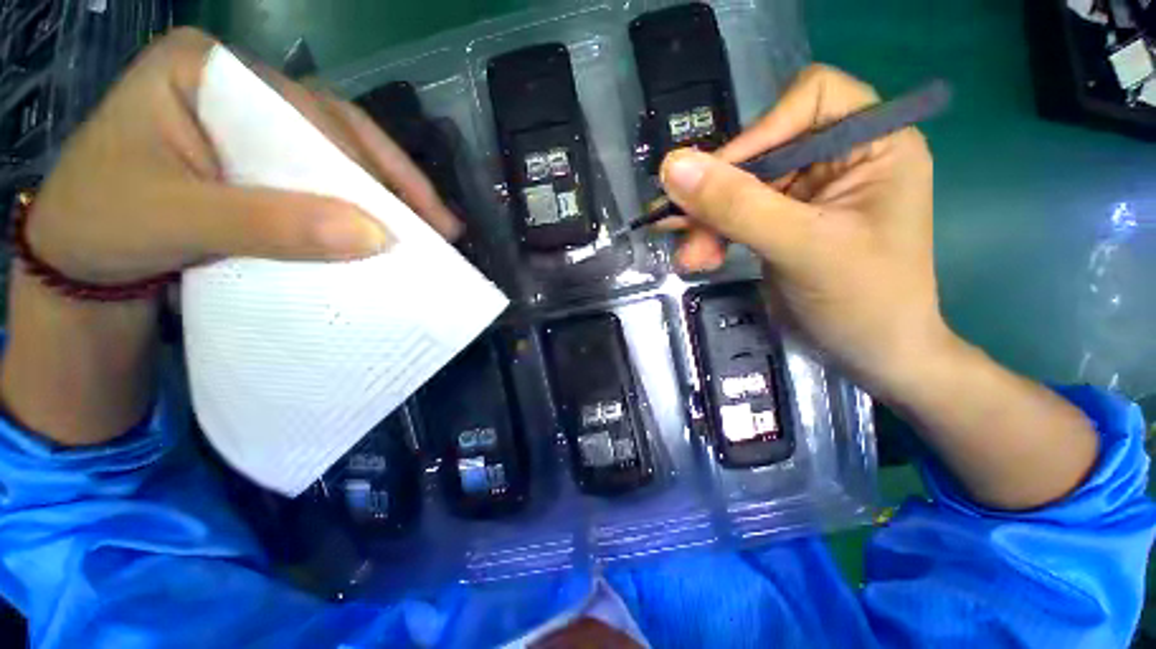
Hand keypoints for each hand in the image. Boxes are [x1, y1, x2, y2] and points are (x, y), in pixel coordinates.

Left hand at [26, 27, 459, 285]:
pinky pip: (325, 178)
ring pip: (340, 153)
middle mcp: (237, 86)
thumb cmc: (102, 225)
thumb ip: (268, 222)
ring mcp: (252, 123)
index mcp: (205, 69)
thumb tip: (374, 236)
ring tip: (433, 225)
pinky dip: (361, 205)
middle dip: (393, 180)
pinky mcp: (260, 162)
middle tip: (441, 223)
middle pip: (336, 129)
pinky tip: (390, 223)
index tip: (412, 217)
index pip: (306, 112)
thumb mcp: (175, 219)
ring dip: (388, 193)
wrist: (78, 263)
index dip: (365, 165)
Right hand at [659, 64, 942, 392]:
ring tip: (689, 256)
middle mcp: (839, 159)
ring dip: (707, 222)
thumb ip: (738, 205)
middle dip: (718, 194)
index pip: (807, 99)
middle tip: (680, 228)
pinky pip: (735, 216)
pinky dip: (712, 235)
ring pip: (739, 188)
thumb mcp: (801, 247)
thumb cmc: (863, 300)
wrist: (872, 356)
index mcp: (873, 143)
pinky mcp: (781, 223)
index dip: (759, 132)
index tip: (719, 179)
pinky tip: (698, 256)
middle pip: (761, 151)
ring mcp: (806, 194)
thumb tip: (672, 166)